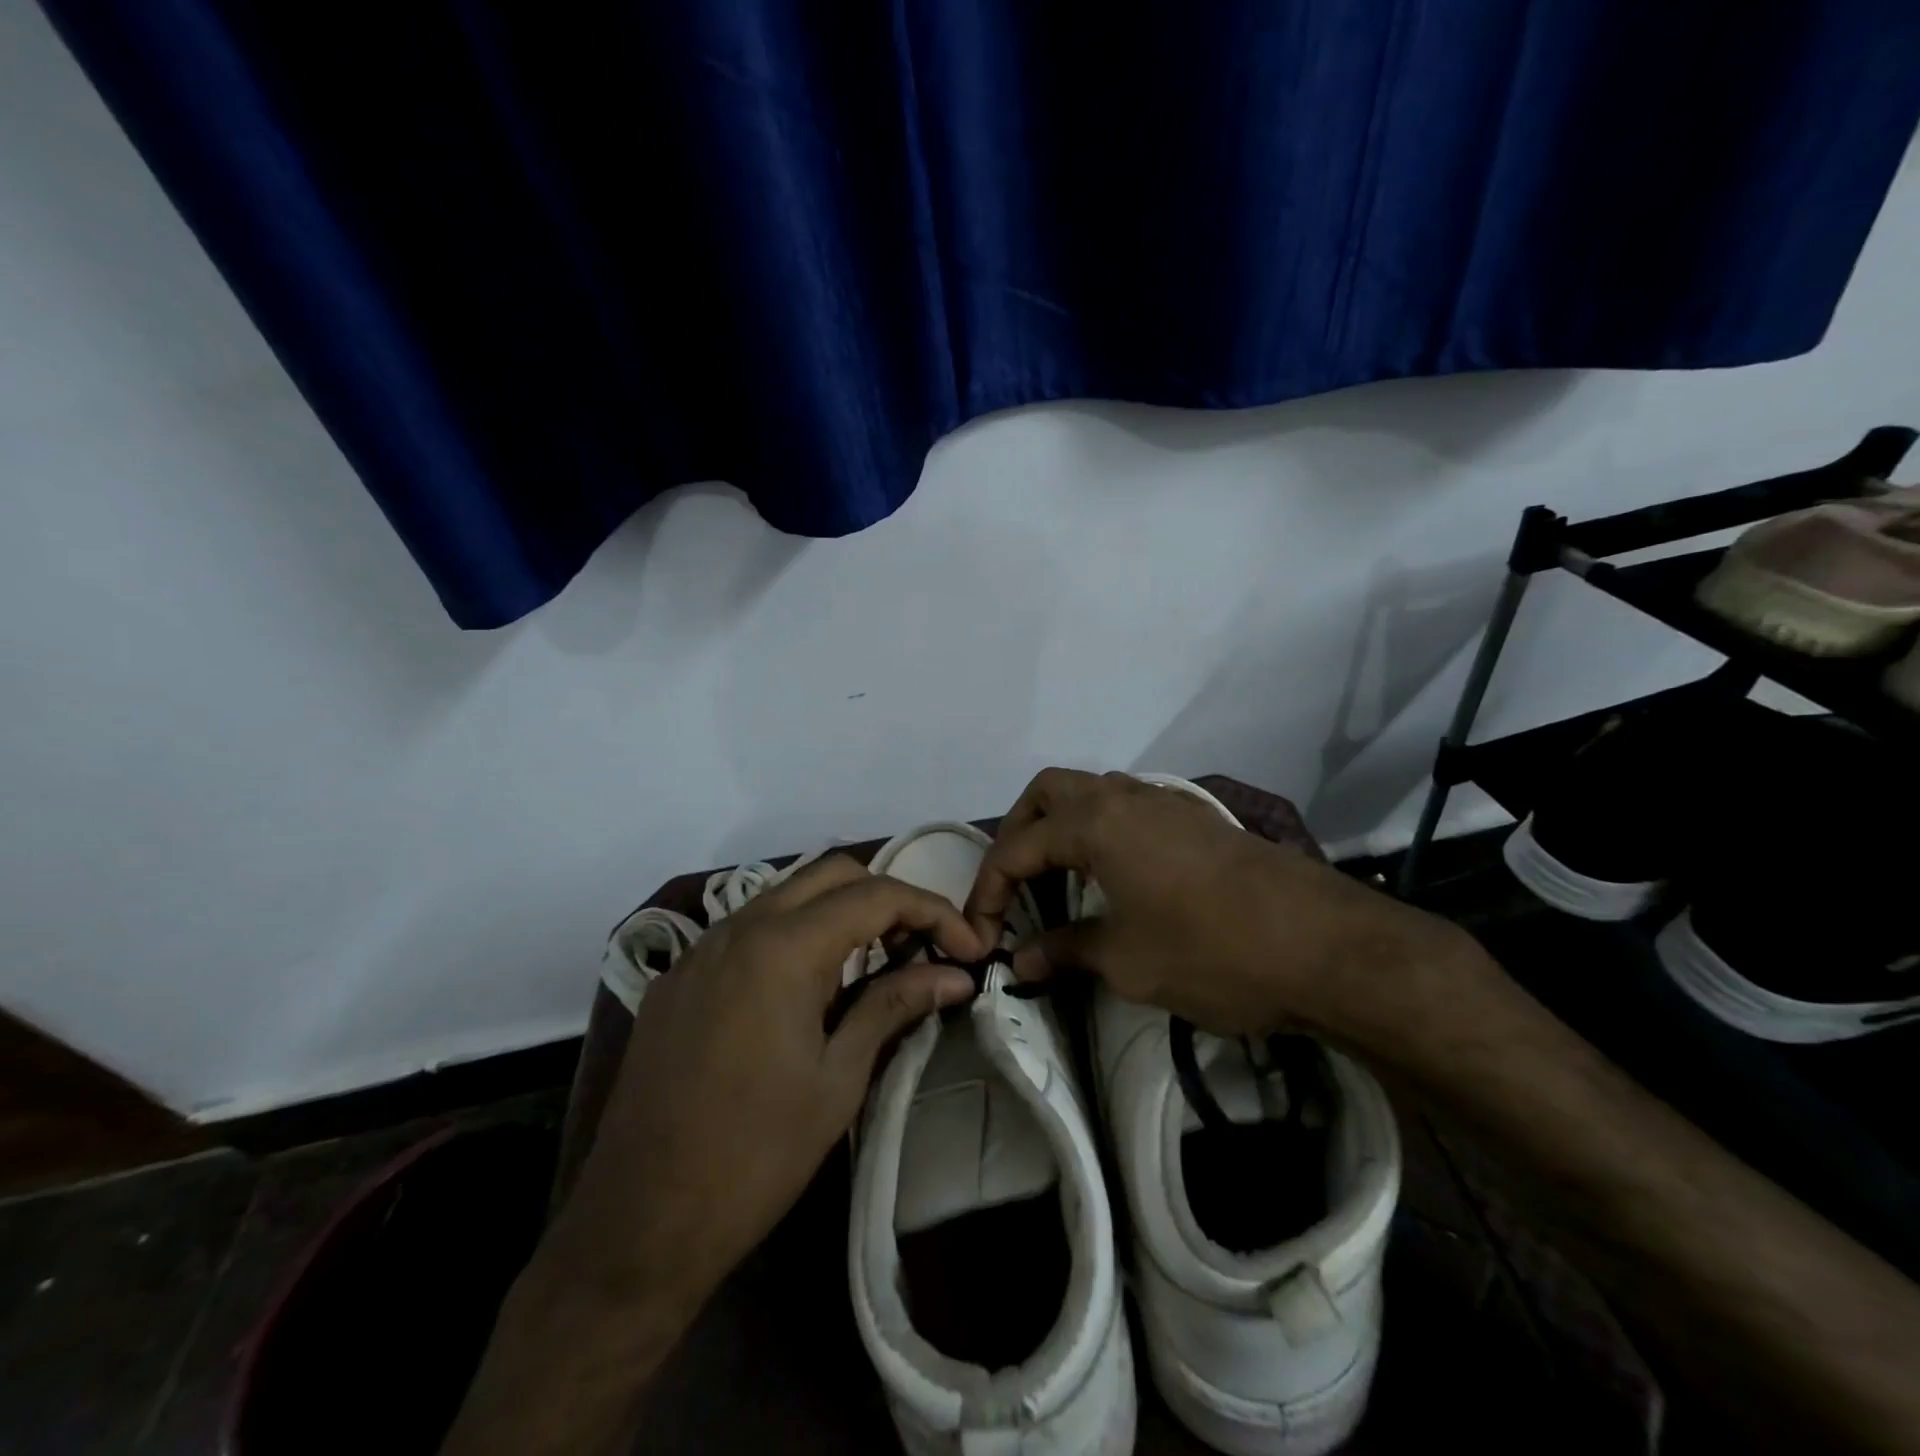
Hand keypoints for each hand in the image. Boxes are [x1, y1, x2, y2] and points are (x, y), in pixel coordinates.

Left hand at [552, 854, 984, 1315]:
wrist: (637, 1225)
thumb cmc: (755, 1156)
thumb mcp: (838, 1079)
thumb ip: (894, 1006)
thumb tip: (954, 975)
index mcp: (783, 946)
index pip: (876, 895)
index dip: (933, 912)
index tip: (967, 949)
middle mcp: (739, 927)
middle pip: (832, 874)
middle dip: (887, 898)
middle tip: (920, 948)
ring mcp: (702, 949)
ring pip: (787, 894)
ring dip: (839, 913)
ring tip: (874, 964)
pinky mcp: (679, 978)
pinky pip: (749, 928)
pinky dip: (794, 935)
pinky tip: (808, 989)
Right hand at [965, 768, 1479, 1050]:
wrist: (1326, 946)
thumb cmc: (1212, 952)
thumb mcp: (1128, 961)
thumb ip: (1067, 951)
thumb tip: (1021, 960)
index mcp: (1096, 823)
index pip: (1018, 847)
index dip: (990, 890)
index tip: (984, 935)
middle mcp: (1125, 797)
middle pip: (1048, 792)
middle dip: (1019, 833)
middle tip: (1015, 884)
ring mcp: (1166, 803)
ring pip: (1092, 792)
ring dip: (1062, 826)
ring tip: (1058, 880)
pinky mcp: (1197, 820)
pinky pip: (1128, 808)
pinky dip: (1101, 831)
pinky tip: (1113, 878)